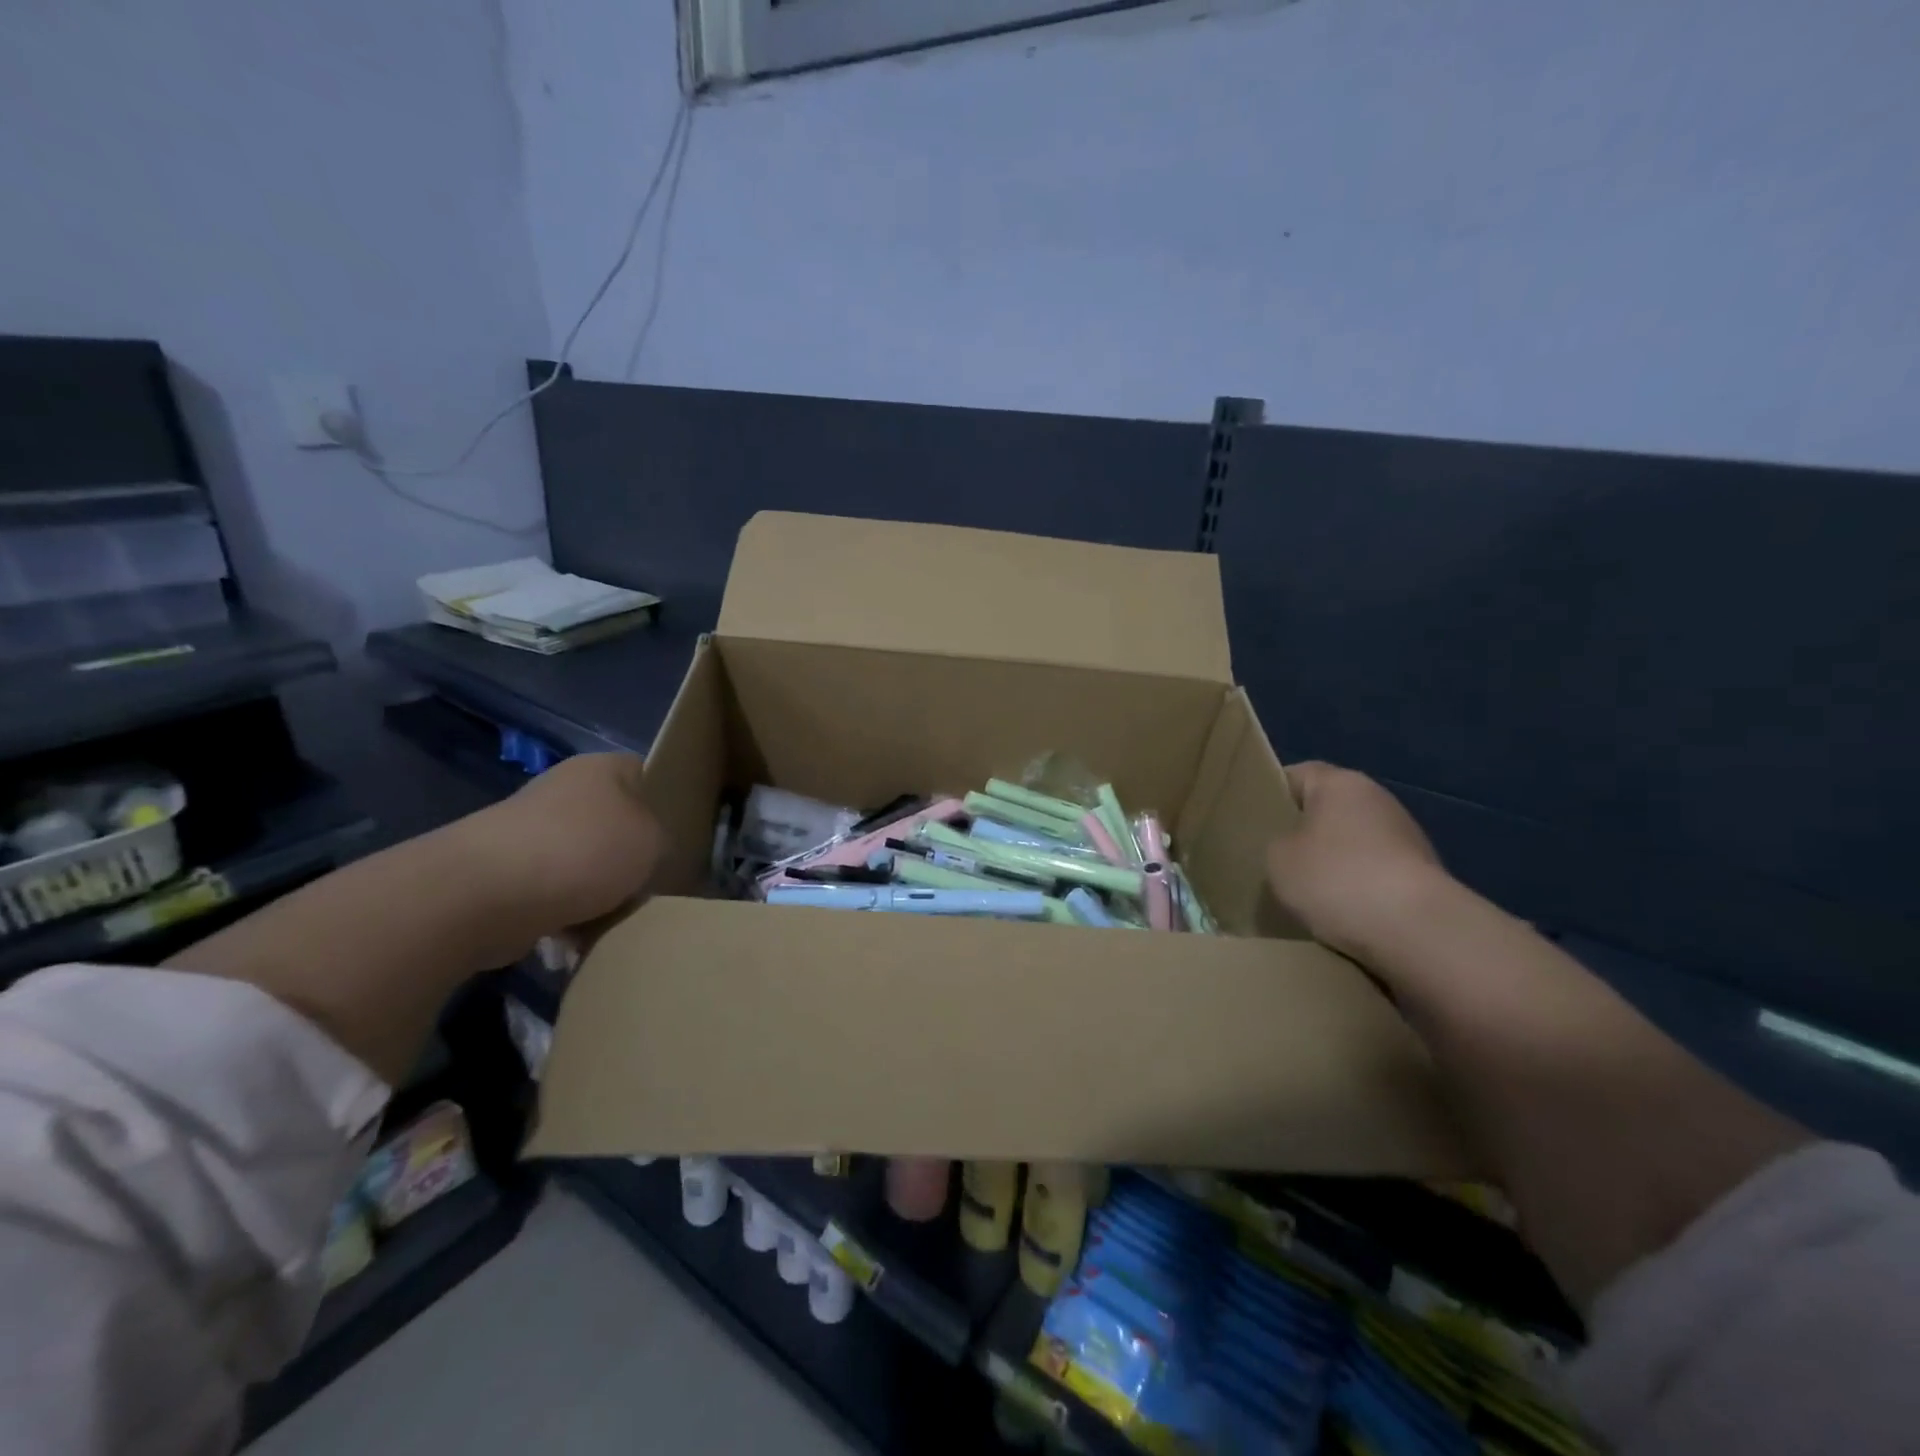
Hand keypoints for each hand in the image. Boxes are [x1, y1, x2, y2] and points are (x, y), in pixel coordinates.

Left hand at [451, 752, 666, 937]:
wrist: (485, 894)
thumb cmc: (583, 851)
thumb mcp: (654, 841)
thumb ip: (664, 842)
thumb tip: (651, 855)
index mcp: (604, 768)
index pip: (650, 776)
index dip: (670, 807)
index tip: (682, 843)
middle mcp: (566, 790)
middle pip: (618, 826)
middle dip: (633, 860)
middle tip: (654, 888)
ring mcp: (532, 831)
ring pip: (588, 864)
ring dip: (602, 894)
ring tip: (617, 921)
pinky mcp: (506, 873)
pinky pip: (555, 894)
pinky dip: (568, 917)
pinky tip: (580, 939)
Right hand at [1266, 761, 1452, 957]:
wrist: (1418, 931)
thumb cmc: (1336, 879)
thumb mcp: (1277, 859)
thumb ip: (1277, 843)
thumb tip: (1292, 847)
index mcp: (1341, 783)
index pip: (1296, 775)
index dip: (1271, 795)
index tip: (1253, 823)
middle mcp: (1378, 800)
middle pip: (1327, 810)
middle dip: (1303, 834)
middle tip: (1274, 861)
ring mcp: (1407, 837)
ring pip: (1352, 844)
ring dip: (1333, 864)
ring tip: (1307, 895)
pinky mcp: (1423, 876)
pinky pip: (1375, 874)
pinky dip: (1358, 889)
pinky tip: (1341, 914)